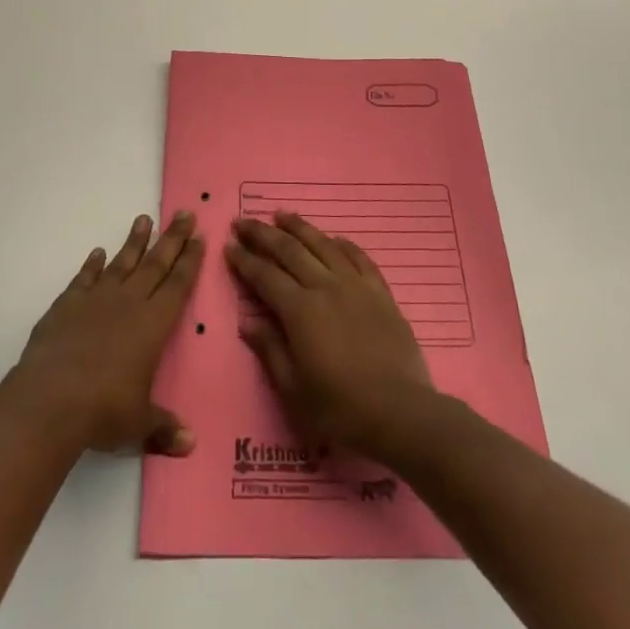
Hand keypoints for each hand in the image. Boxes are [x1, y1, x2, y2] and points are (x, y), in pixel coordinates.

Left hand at [15, 211, 204, 456]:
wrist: (51, 399)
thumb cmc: (104, 411)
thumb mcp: (139, 424)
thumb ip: (164, 428)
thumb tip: (190, 444)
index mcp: (154, 324)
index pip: (178, 284)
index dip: (190, 261)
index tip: (199, 237)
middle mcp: (129, 302)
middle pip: (156, 263)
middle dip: (172, 238)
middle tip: (184, 213)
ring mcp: (96, 299)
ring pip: (122, 262)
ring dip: (134, 241)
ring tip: (144, 218)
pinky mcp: (67, 305)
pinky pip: (85, 278)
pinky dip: (92, 265)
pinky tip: (98, 253)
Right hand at [226, 212, 438, 461]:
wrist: (401, 413)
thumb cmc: (340, 409)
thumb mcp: (294, 391)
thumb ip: (270, 351)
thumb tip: (247, 322)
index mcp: (300, 310)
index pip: (265, 276)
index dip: (244, 260)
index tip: (228, 245)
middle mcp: (325, 287)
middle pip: (289, 250)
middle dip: (263, 234)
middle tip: (243, 221)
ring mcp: (355, 285)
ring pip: (322, 244)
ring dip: (299, 227)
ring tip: (281, 215)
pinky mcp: (380, 292)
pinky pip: (358, 257)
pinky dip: (342, 244)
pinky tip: (333, 238)